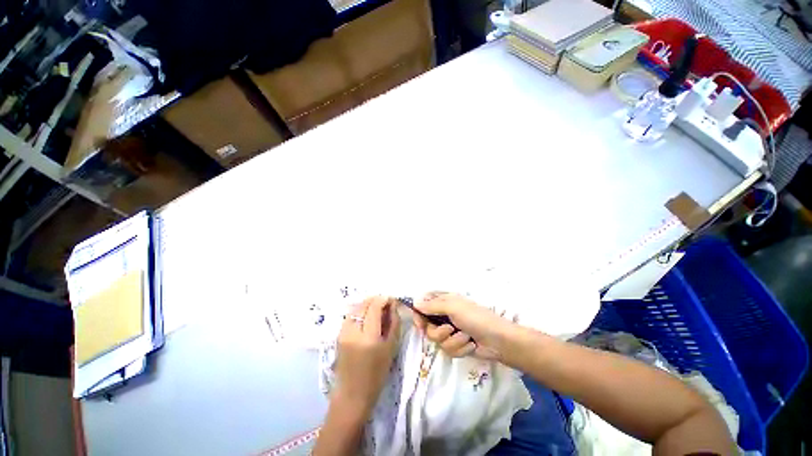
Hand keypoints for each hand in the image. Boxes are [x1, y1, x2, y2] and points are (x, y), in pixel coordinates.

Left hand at [333, 296, 400, 413]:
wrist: (353, 395)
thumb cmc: (377, 374)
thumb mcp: (391, 348)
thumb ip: (394, 323)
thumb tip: (393, 306)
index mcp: (368, 337)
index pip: (374, 306)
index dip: (384, 299)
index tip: (392, 300)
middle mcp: (353, 331)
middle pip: (363, 304)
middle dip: (376, 300)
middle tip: (386, 304)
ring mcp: (343, 332)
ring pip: (355, 308)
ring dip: (367, 304)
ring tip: (376, 310)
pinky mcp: (338, 335)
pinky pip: (350, 316)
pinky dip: (359, 312)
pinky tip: (366, 318)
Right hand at [411, 292, 513, 359]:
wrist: (498, 340)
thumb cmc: (476, 318)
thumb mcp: (453, 307)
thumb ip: (432, 306)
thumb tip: (415, 303)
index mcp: (444, 302)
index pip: (424, 304)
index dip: (419, 313)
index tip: (419, 323)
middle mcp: (445, 315)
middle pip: (428, 326)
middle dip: (438, 332)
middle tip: (448, 330)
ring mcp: (451, 331)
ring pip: (437, 340)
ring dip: (452, 341)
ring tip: (465, 337)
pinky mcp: (457, 345)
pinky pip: (448, 350)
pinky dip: (460, 348)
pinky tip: (470, 345)